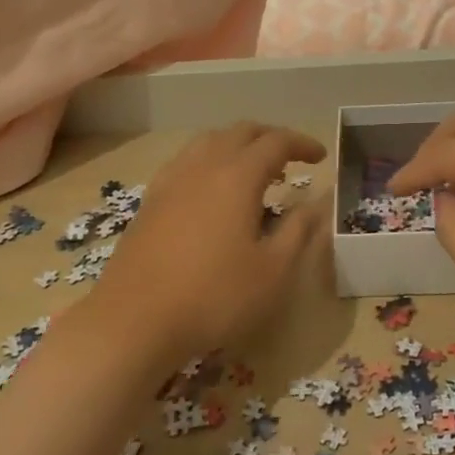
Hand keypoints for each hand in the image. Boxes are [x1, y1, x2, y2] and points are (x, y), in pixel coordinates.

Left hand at [88, 122, 325, 366]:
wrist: (133, 322)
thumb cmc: (214, 297)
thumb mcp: (273, 271)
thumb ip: (299, 230)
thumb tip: (318, 202)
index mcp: (237, 176)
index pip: (276, 142)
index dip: (302, 144)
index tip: (321, 156)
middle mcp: (203, 166)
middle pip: (240, 132)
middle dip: (270, 137)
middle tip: (291, 158)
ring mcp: (171, 181)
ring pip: (208, 141)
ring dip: (237, 145)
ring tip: (253, 171)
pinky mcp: (150, 201)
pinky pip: (185, 161)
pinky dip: (209, 160)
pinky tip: (210, 190)